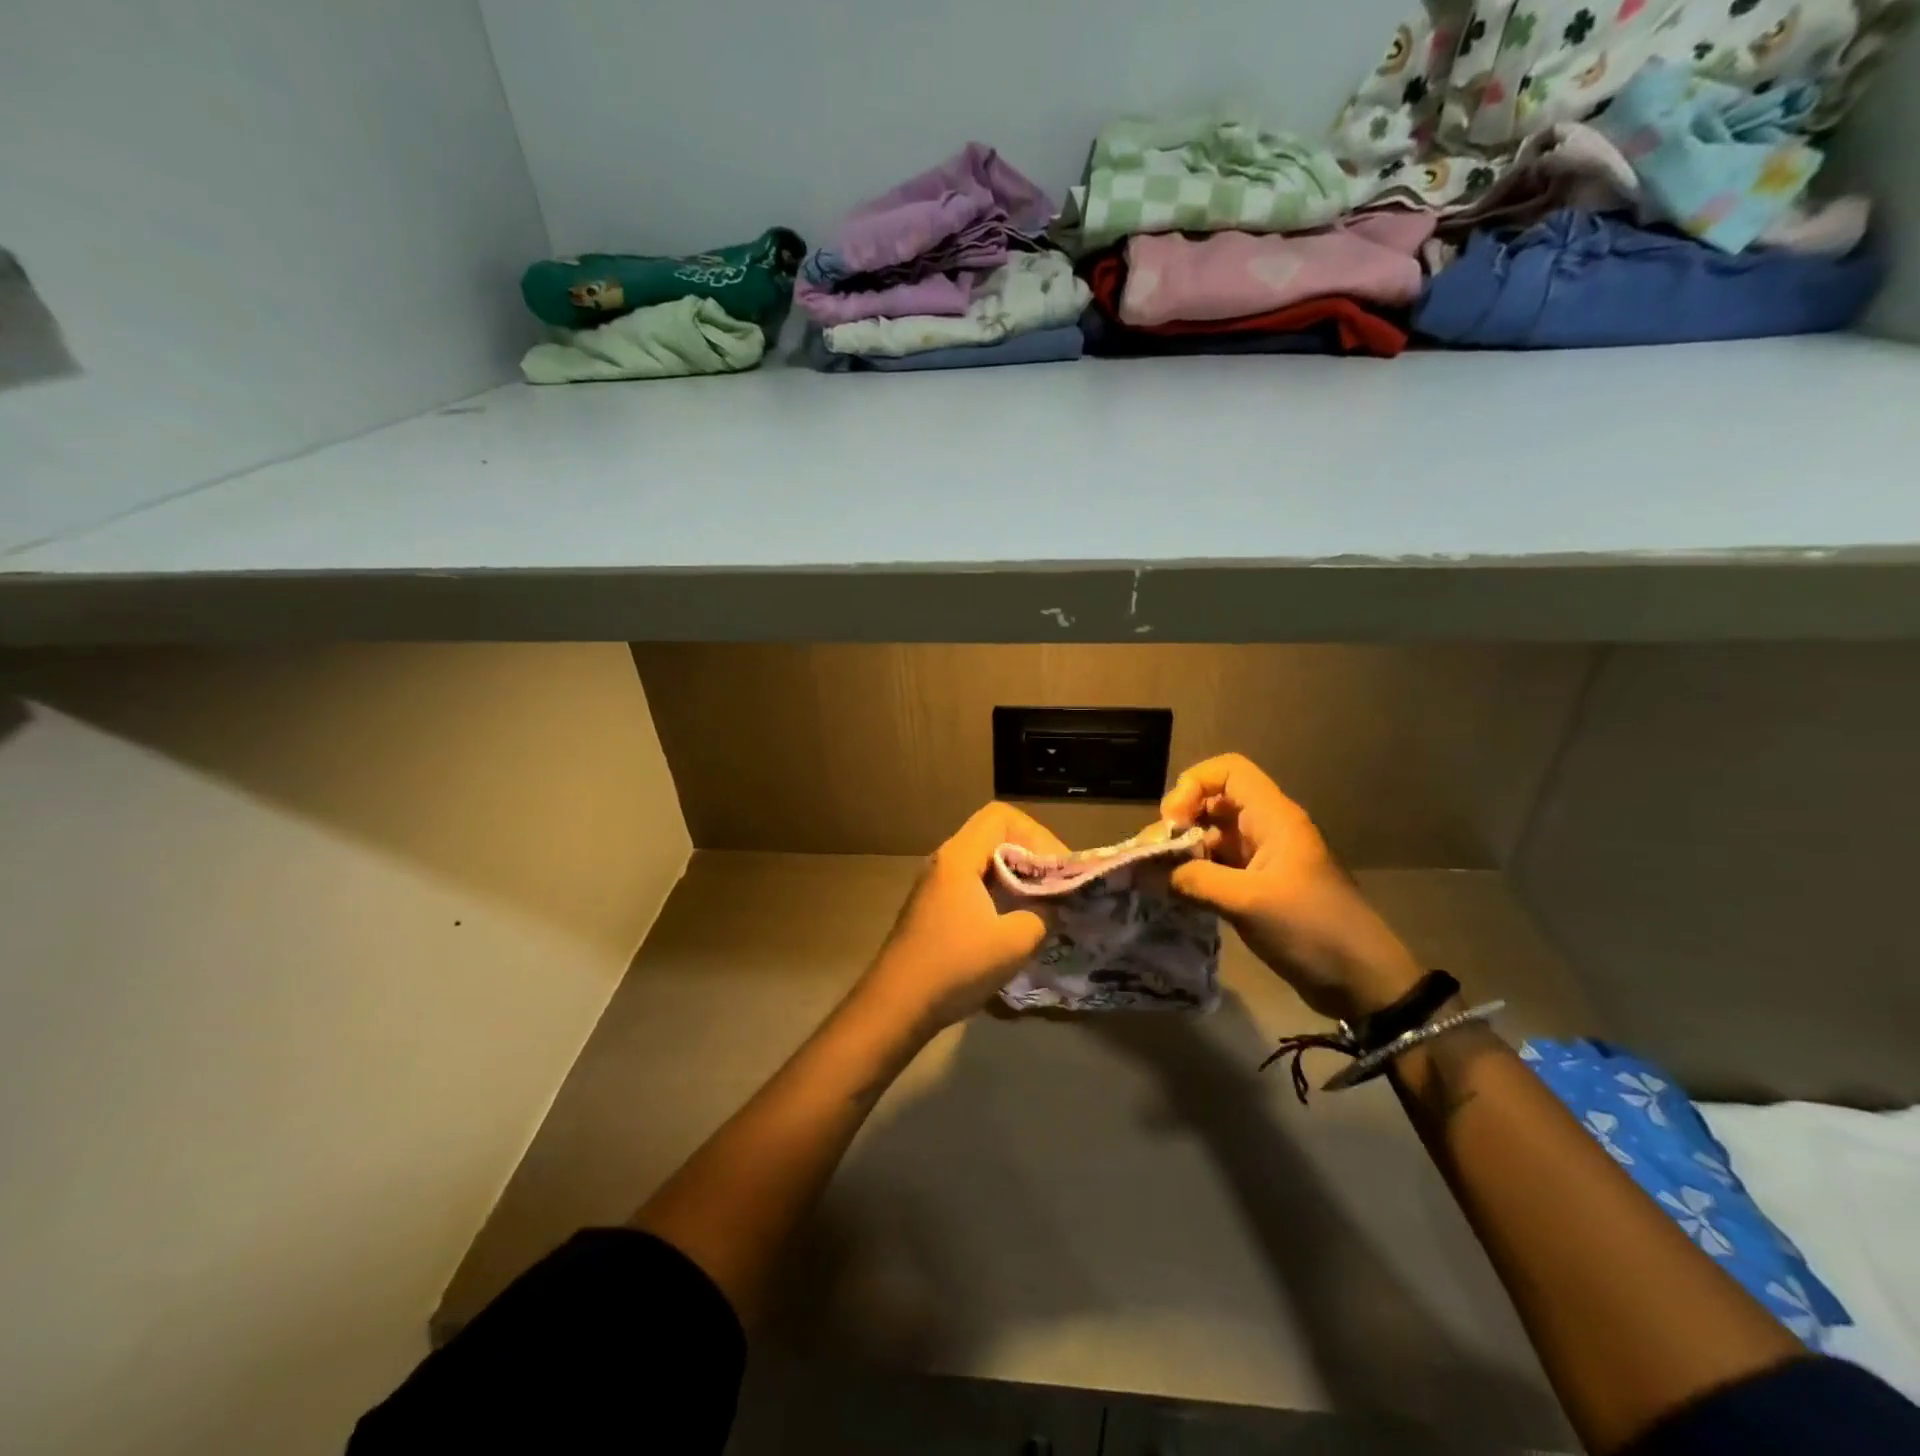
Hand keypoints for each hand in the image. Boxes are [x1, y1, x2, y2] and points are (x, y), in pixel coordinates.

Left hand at [861, 801, 1069, 1027]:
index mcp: (959, 857)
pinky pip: (973, 885)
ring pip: (984, 863)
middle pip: (994, 836)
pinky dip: (999, 894)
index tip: (1056, 869)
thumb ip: (1043, 914)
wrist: (896, 1005)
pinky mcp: (934, 909)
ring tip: (1042, 905)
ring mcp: (936, 886)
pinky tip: (1015, 925)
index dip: (1037, 834)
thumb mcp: (1014, 942)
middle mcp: (945, 862)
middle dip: (1031, 856)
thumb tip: (1051, 906)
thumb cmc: (955, 966)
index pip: (1002, 816)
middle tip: (1056, 886)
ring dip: (1016, 877)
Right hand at [1161, 754, 1422, 1021]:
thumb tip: (1149, 872)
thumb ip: (1194, 880)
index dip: (1193, 784)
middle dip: (1181, 821)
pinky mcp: (1259, 887)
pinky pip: (1219, 866)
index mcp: (1274, 818)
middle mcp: (1267, 829)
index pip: (1228, 771)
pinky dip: (1195, 873)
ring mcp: (1264, 859)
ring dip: (1184, 850)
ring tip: (1157, 877)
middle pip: (1214, 802)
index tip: (1173, 822)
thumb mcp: (1248, 902)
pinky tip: (1176, 893)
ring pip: (1213, 836)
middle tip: (1156, 853)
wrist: (1362, 981)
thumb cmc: (1310, 929)